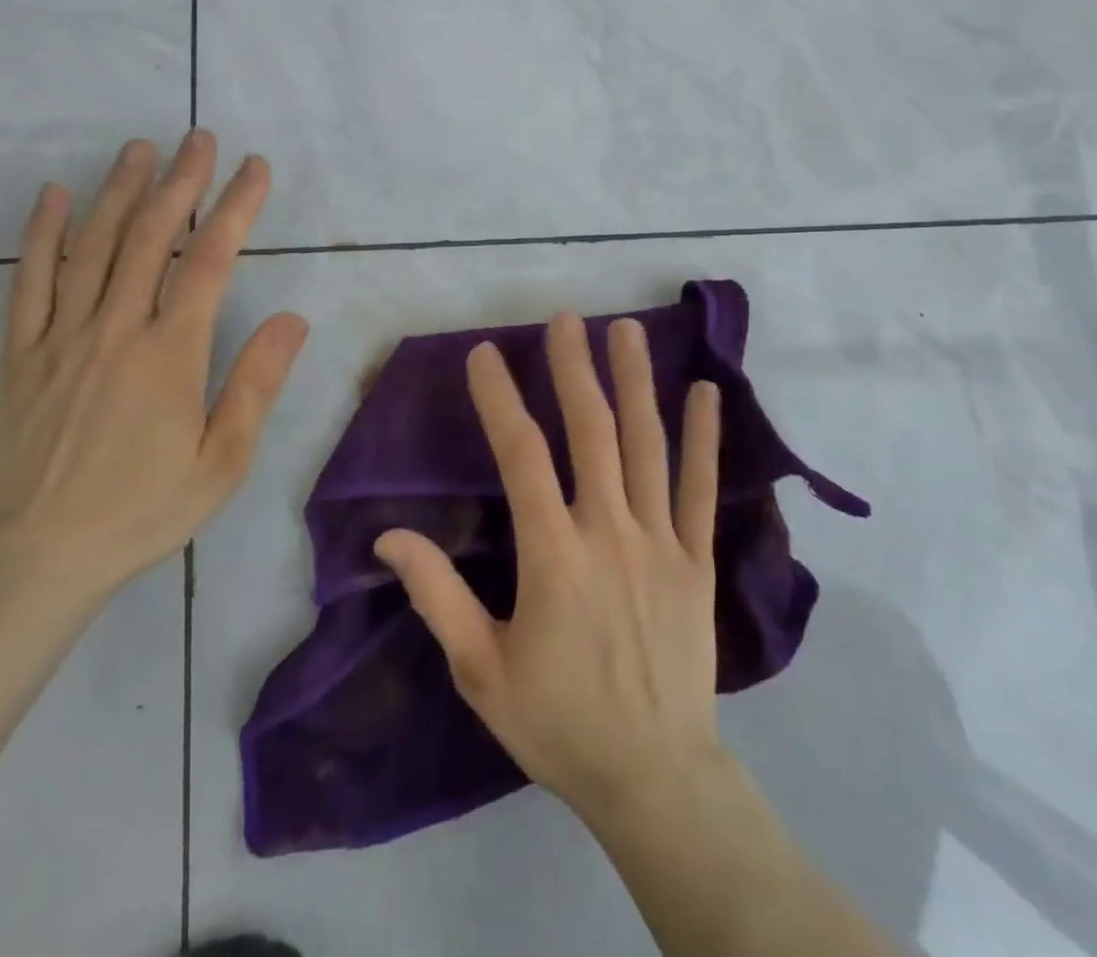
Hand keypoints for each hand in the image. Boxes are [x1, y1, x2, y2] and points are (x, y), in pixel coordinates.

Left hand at [0, 132, 307, 595]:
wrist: (40, 556)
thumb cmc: (145, 508)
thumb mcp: (223, 461)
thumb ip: (256, 384)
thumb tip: (293, 319)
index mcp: (170, 354)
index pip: (209, 261)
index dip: (235, 208)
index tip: (254, 169)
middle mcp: (115, 329)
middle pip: (151, 237)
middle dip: (180, 182)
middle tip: (199, 138)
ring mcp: (61, 337)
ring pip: (92, 247)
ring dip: (119, 191)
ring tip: (140, 148)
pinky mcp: (21, 354)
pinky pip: (28, 282)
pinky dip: (42, 234)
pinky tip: (55, 196)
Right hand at [374, 313, 723, 819]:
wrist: (654, 777)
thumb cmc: (558, 722)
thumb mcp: (480, 669)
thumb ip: (437, 595)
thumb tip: (389, 536)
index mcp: (553, 555)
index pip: (521, 456)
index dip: (501, 399)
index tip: (485, 354)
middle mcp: (609, 531)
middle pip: (591, 432)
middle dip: (574, 369)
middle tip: (566, 319)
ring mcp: (660, 541)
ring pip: (648, 446)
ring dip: (636, 383)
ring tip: (629, 330)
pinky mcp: (697, 560)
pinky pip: (702, 488)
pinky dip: (705, 438)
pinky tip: (707, 393)